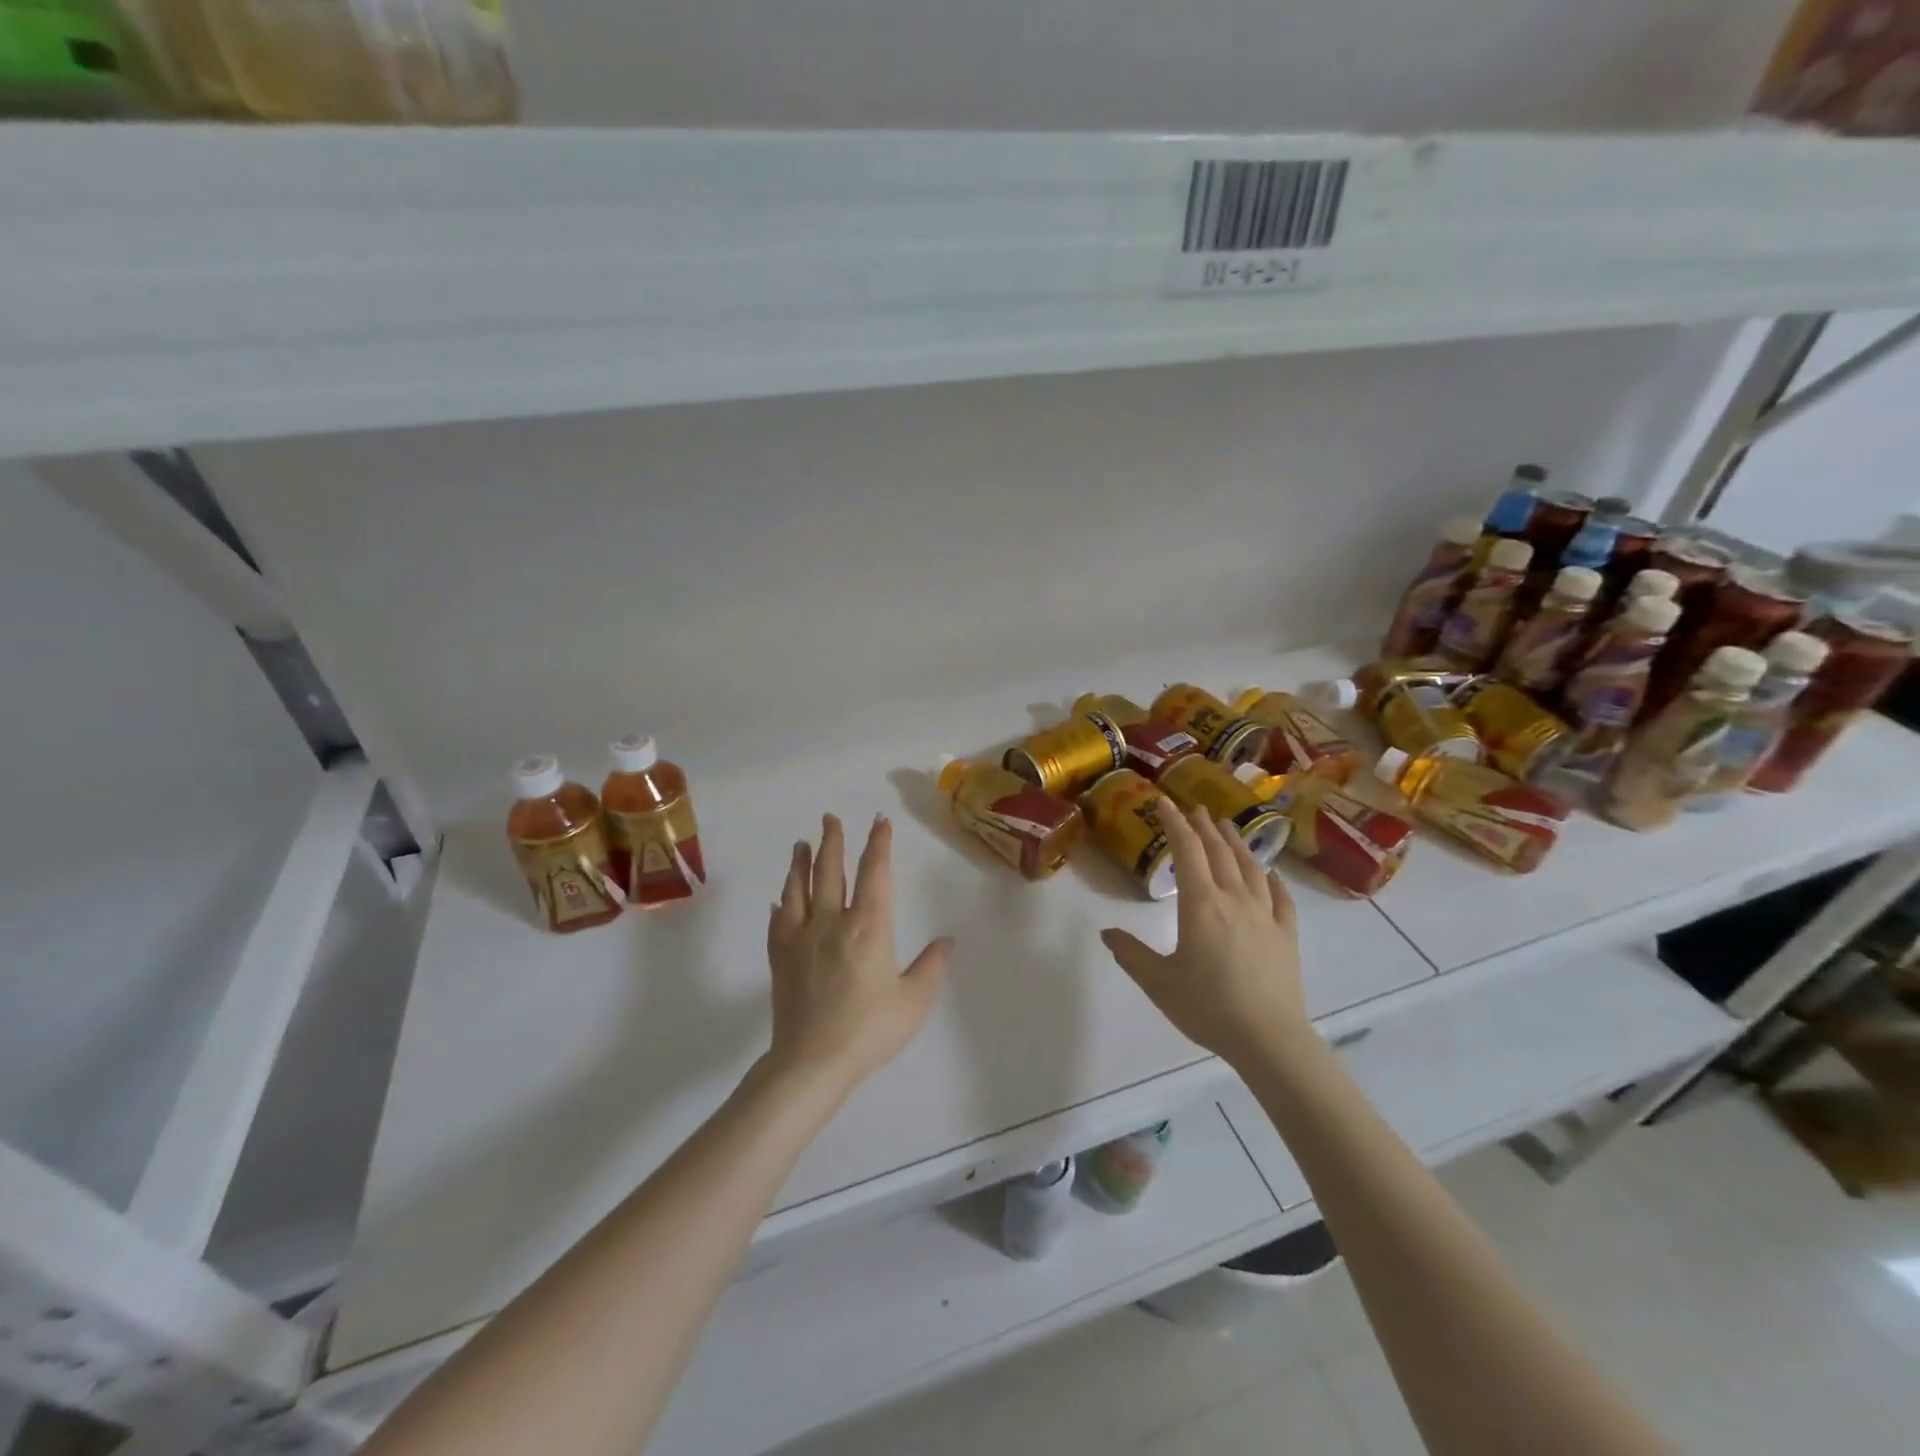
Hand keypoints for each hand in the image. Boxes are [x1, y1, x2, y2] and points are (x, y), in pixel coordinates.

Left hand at [765, 814, 953, 1093]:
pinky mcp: (779, 956)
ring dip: (800, 863)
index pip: (875, 872)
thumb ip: (931, 967)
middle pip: (830, 870)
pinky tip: (779, 900)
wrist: (811, 1061)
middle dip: (832, 840)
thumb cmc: (869, 1030)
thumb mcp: (914, 1001)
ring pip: (798, 888)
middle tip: (829, 817)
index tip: (879, 821)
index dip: (878, 843)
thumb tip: (947, 940)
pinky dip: (780, 905)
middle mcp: (832, 921)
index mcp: (868, 926)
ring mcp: (800, 937)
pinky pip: (777, 921)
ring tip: (801, 844)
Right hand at [1101, 800, 1307, 1069]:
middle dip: (1204, 827)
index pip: (1186, 851)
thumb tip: (1106, 933)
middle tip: (1194, 808)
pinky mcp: (1286, 935)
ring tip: (1227, 827)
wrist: (1268, 1038)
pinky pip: (1280, 898)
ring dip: (1236, 843)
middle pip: (1219, 852)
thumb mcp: (1158, 982)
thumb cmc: (1208, 1007)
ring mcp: (1265, 915)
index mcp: (1201, 904)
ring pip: (1250, 868)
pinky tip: (1268, 874)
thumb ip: (1131, 954)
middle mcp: (1234, 899)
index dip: (1174, 823)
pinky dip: (1271, 879)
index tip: (1164, 802)